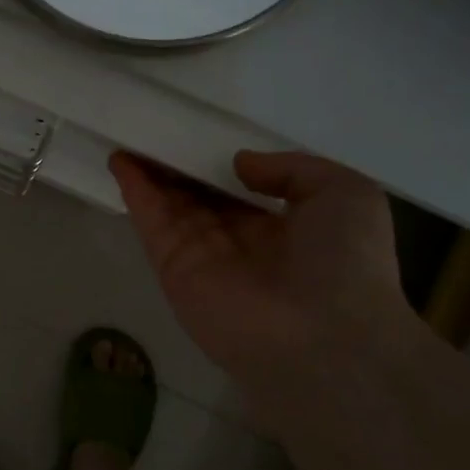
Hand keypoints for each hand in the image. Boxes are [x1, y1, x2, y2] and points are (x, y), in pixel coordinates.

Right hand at [110, 149, 413, 396]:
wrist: (325, 337)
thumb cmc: (347, 262)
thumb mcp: (345, 193)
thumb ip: (293, 169)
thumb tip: (240, 165)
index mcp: (283, 232)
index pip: (240, 194)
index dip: (216, 166)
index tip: (198, 137)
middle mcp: (240, 246)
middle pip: (199, 199)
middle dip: (177, 169)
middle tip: (153, 133)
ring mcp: (204, 260)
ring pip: (170, 209)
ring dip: (150, 175)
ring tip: (130, 137)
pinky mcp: (175, 272)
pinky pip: (153, 225)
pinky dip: (136, 193)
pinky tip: (122, 161)